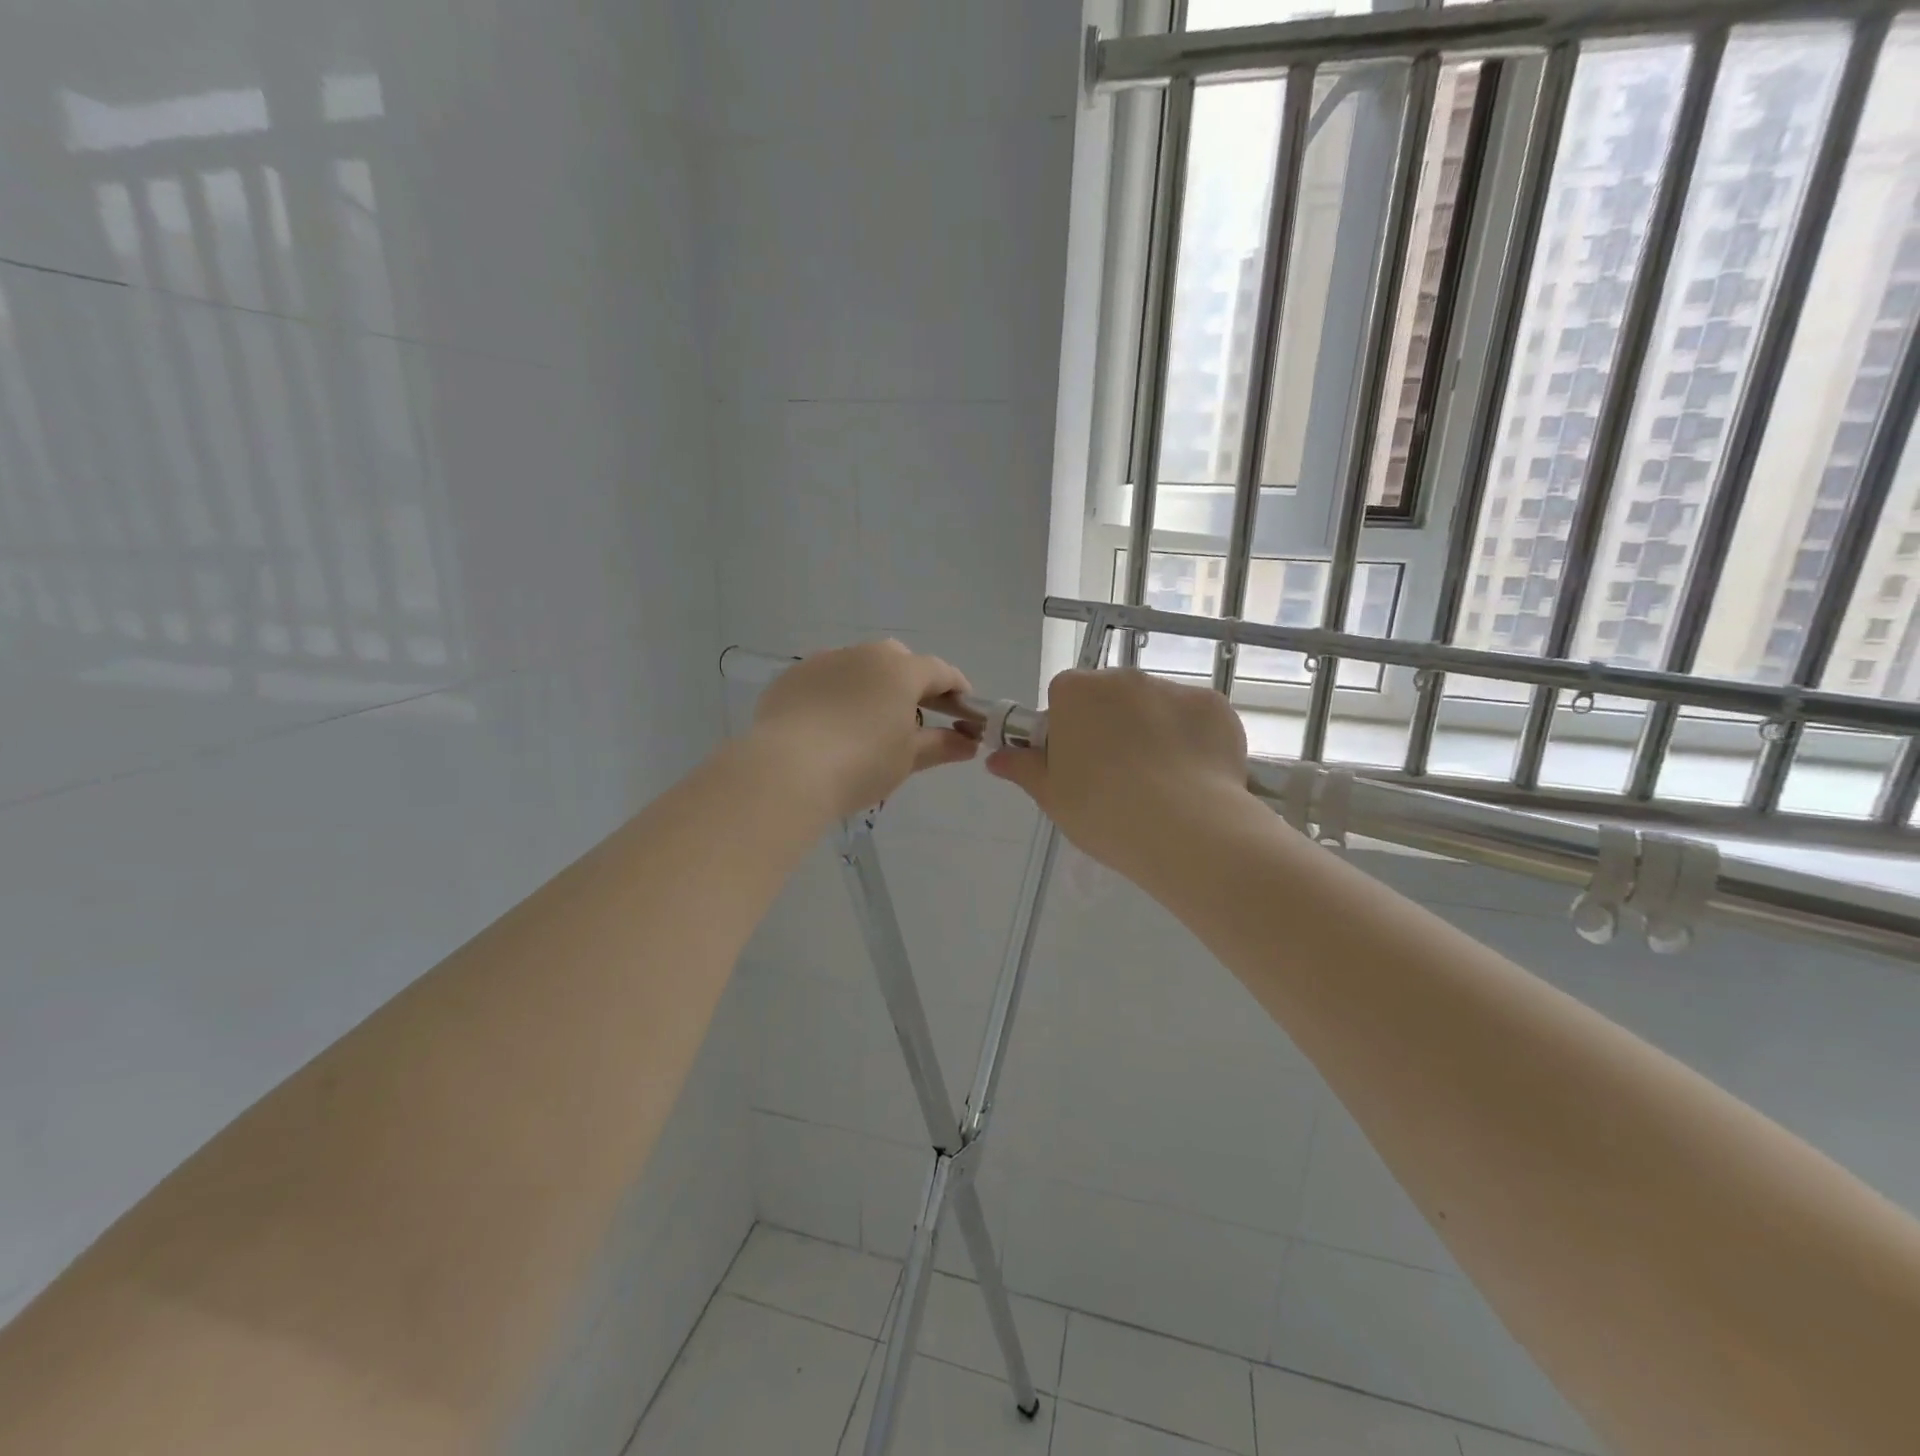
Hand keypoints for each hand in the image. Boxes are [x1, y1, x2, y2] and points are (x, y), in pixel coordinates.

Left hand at [750, 640, 977, 820]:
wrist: (786, 770)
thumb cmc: (860, 764)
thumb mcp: (907, 758)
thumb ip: (940, 745)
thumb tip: (968, 743)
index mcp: (900, 670)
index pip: (940, 671)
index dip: (957, 689)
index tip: (965, 710)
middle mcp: (863, 654)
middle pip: (898, 659)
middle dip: (913, 681)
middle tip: (917, 713)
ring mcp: (823, 660)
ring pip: (858, 665)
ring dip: (871, 685)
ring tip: (869, 720)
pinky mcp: (791, 677)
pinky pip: (824, 679)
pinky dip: (836, 694)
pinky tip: (830, 724)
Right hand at [986, 668, 1249, 878]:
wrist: (1184, 829)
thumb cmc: (1102, 811)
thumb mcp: (1051, 796)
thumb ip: (1023, 768)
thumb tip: (995, 757)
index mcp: (1076, 691)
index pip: (1065, 697)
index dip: (1070, 729)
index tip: (1077, 764)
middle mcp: (1124, 677)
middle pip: (1111, 697)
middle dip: (1113, 726)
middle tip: (1118, 778)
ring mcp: (1174, 688)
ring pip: (1155, 707)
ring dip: (1154, 732)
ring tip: (1163, 784)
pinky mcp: (1216, 706)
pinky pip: (1195, 719)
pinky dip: (1193, 741)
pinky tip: (1194, 778)